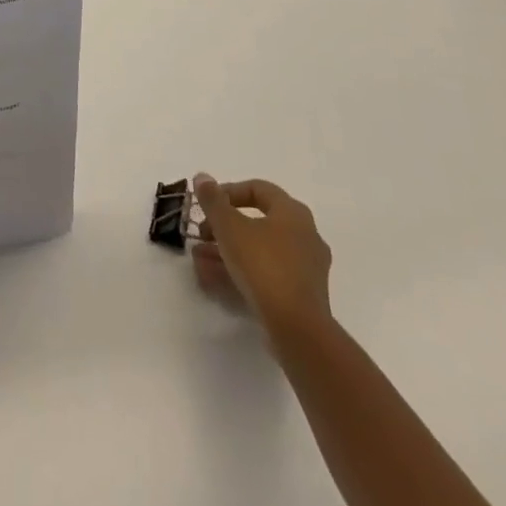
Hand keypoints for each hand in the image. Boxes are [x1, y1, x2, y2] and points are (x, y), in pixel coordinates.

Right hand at [190, 174, 333, 351]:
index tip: (206, 205)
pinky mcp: (302, 296)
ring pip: (260, 251)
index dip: (228, 192)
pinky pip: (267, 274)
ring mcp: (306, 268)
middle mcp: (305, 235)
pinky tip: (214, 281)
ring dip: (227, 251)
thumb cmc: (263, 265)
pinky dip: (242, 273)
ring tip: (199, 260)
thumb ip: (213, 200)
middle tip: (201, 234)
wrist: (297, 329)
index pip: (258, 189)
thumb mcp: (229, 227)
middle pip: (257, 222)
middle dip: (223, 227)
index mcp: (293, 212)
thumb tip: (202, 176)